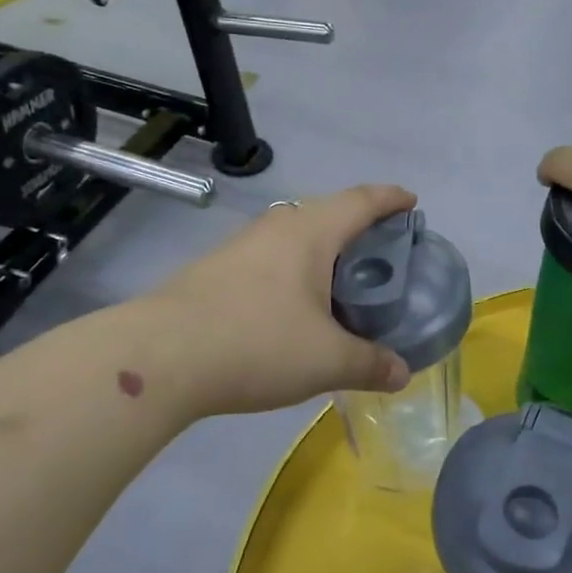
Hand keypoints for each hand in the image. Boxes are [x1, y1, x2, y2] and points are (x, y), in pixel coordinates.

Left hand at [150, 184, 417, 416]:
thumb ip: (370, 363)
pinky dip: (296, 272)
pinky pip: (272, 259)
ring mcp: (241, 246)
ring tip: (344, 284)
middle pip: (329, 213)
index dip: (391, 199)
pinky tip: (296, 307)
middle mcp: (277, 227)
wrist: (160, 357)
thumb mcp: (326, 360)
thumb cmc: (257, 343)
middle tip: (384, 256)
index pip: (362, 200)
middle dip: (360, 228)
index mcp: (311, 232)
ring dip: (324, 252)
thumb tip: (402, 373)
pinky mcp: (217, 270)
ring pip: (296, 237)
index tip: (411, 203)